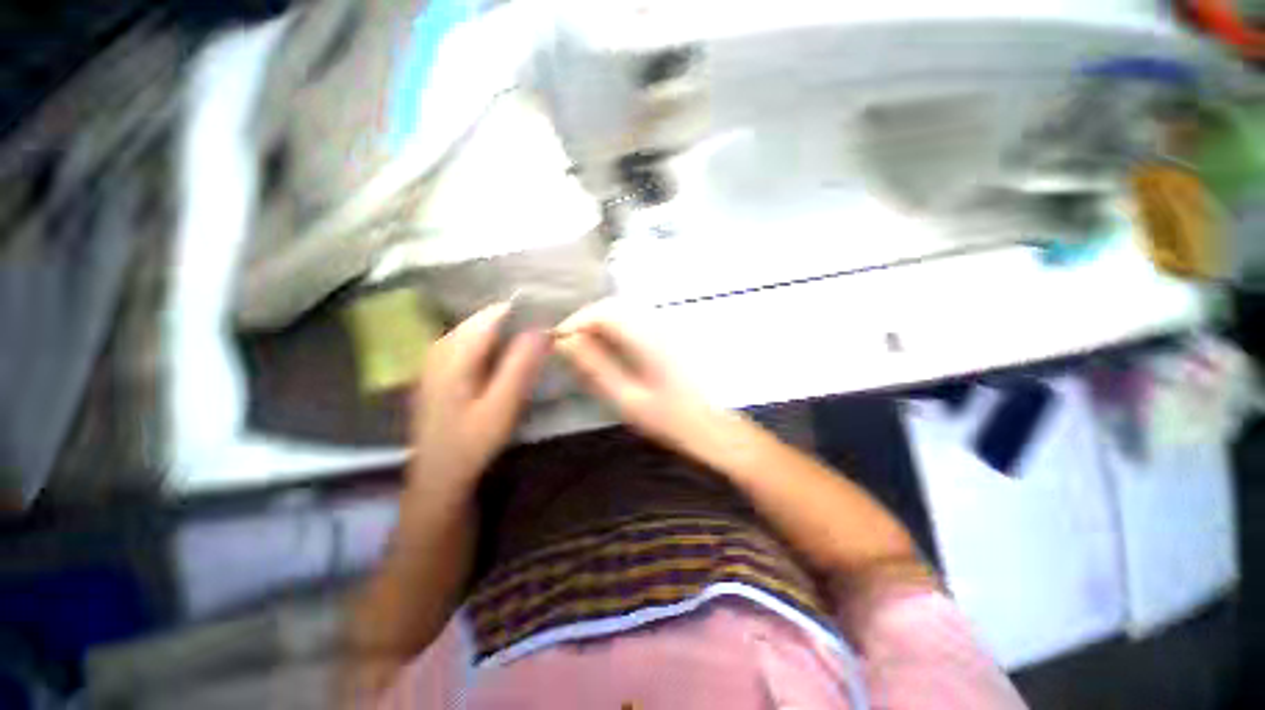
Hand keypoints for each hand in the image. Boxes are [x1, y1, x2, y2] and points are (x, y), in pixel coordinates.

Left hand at [409, 303, 547, 497]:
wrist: (439, 473)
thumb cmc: (472, 442)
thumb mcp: (502, 406)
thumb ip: (521, 365)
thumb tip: (542, 329)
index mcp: (455, 352)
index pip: (494, 314)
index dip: (525, 314)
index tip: (549, 326)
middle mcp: (441, 345)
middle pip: (486, 319)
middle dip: (517, 324)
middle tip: (544, 343)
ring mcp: (437, 356)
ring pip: (479, 330)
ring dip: (507, 335)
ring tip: (531, 351)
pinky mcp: (440, 367)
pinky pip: (472, 342)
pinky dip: (494, 345)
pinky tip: (507, 363)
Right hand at [555, 300, 725, 453]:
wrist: (711, 426)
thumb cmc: (669, 418)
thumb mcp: (627, 397)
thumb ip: (596, 367)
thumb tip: (565, 342)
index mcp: (647, 338)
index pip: (603, 313)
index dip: (576, 322)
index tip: (558, 341)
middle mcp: (657, 324)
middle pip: (613, 306)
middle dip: (586, 320)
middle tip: (568, 345)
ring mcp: (667, 327)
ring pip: (624, 310)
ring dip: (600, 322)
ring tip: (584, 347)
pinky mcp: (670, 334)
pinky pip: (636, 319)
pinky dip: (616, 327)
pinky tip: (610, 347)